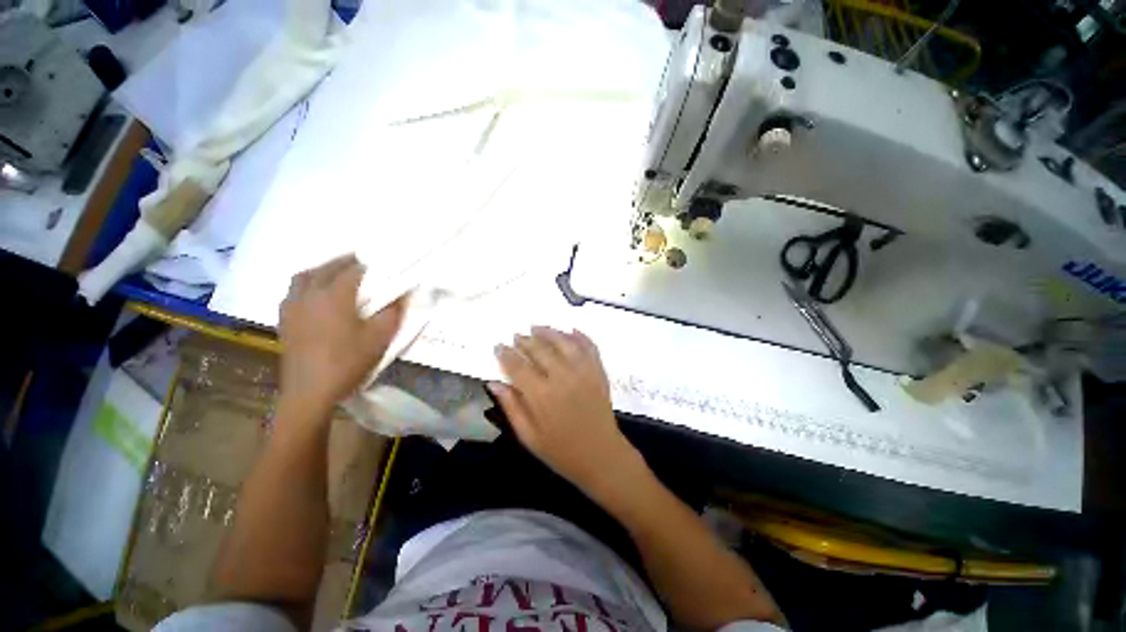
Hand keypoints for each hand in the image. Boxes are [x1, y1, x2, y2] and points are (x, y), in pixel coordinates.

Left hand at [278, 254, 405, 414]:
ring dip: (321, 270)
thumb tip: (402, 295)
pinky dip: (306, 285)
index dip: (368, 266)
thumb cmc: (348, 361)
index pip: (352, 271)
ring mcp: (293, 308)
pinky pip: (293, 292)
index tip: (381, 265)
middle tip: (359, 261)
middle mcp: (309, 295)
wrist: (310, 391)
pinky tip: (314, 295)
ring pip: (304, 278)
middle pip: (324, 268)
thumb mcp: (380, 338)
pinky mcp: (285, 321)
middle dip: (343, 262)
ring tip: (335, 273)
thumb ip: (393, 313)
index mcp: (334, 296)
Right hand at [489, 327, 639, 492]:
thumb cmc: (561, 451)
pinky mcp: (598, 371)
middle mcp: (562, 377)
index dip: (506, 354)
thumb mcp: (529, 436)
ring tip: (537, 327)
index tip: (498, 346)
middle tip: (517, 335)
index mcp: (541, 395)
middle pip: (540, 350)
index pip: (518, 366)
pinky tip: (571, 330)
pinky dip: (580, 336)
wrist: (601, 456)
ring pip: (563, 342)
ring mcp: (583, 372)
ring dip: (549, 332)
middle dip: (525, 340)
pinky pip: (589, 347)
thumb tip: (494, 383)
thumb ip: (511, 407)